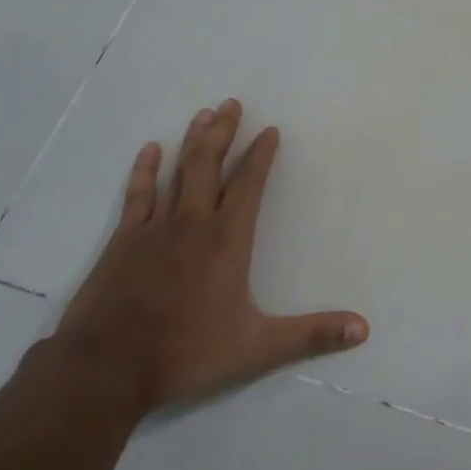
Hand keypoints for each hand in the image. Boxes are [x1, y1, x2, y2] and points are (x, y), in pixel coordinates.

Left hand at [48, 100, 368, 421]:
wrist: (107, 366)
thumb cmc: (187, 353)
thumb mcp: (257, 348)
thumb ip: (311, 334)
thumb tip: (363, 329)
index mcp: (227, 241)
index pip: (249, 185)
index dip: (261, 156)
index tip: (270, 130)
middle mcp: (192, 224)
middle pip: (209, 165)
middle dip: (223, 132)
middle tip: (232, 103)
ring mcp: (154, 228)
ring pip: (177, 172)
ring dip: (192, 142)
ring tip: (203, 114)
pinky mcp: (123, 240)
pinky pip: (137, 195)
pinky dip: (145, 170)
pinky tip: (151, 150)